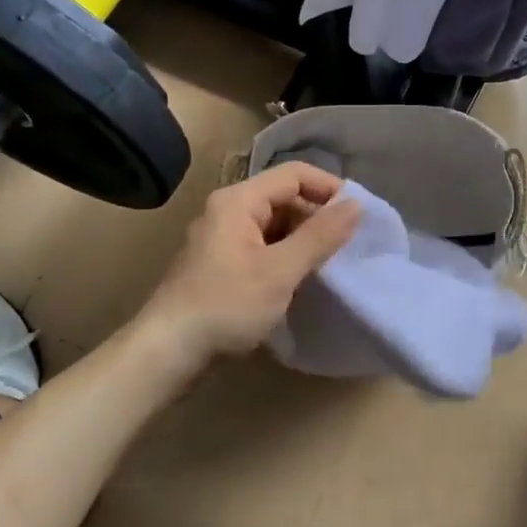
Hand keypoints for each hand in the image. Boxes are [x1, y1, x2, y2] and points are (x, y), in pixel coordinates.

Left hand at [139, 163, 361, 364]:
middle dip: (317, 217)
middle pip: (284, 197)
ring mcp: (222, 238)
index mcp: (238, 201)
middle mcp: (228, 210)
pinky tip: (301, 280)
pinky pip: (263, 246)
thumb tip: (356, 205)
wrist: (168, 352)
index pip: (294, 175)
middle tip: (347, 246)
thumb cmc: (226, 305)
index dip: (329, 188)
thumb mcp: (280, 271)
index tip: (358, 216)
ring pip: (275, 225)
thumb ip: (320, 236)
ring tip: (330, 264)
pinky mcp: (221, 264)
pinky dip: (286, 256)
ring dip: (303, 240)